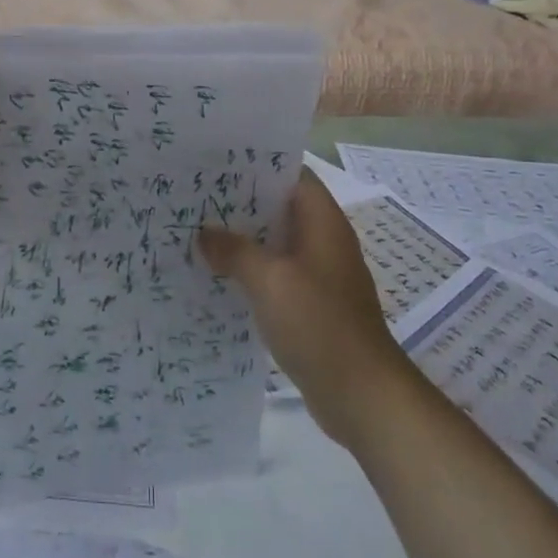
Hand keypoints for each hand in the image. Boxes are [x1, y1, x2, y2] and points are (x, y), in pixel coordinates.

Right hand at [199, 170, 408, 449]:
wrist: (362, 395)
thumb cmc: (319, 324)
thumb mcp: (269, 281)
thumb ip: (234, 251)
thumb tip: (204, 233)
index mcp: (322, 222)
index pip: (292, 174)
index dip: (257, 164)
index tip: (216, 162)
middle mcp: (323, 241)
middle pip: (280, 208)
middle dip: (240, 202)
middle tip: (195, 196)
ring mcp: (319, 275)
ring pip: (275, 243)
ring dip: (242, 239)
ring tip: (197, 232)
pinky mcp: (312, 305)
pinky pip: (276, 275)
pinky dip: (250, 271)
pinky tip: (217, 277)